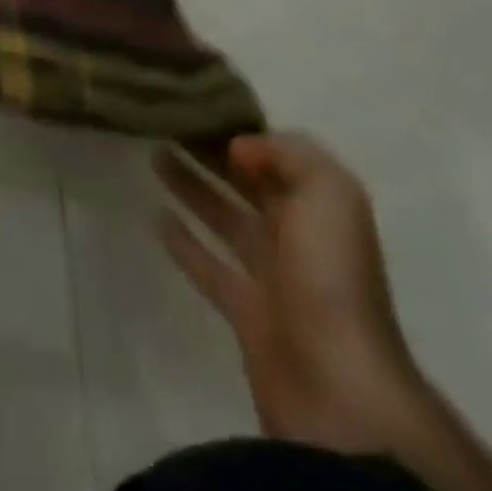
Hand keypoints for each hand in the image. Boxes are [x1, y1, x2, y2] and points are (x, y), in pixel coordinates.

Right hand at [157, 132, 423, 453]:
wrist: (336, 386)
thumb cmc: (330, 275)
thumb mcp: (327, 192)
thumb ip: (286, 154)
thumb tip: (240, 148)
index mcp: (322, 206)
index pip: (279, 155)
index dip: (243, 130)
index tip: (201, 105)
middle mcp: (299, 235)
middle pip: (249, 184)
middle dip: (214, 154)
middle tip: (168, 124)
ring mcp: (272, 276)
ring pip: (225, 218)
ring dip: (193, 188)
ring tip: (154, 155)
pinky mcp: (245, 311)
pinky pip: (210, 266)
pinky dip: (185, 242)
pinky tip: (156, 217)